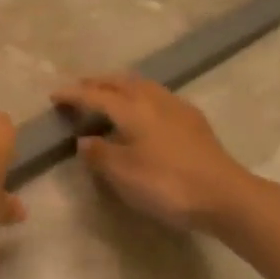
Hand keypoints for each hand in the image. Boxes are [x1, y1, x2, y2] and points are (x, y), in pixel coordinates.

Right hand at [53, 73, 253, 230]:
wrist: (225, 196)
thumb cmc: (167, 184)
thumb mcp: (123, 174)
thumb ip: (100, 154)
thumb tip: (84, 141)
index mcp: (132, 109)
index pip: (95, 95)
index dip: (73, 94)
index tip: (54, 96)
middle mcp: (154, 99)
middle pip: (120, 82)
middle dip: (97, 83)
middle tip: (79, 89)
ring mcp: (177, 107)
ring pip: (142, 85)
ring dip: (120, 86)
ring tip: (108, 95)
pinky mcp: (194, 121)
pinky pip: (158, 96)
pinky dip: (140, 96)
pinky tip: (143, 112)